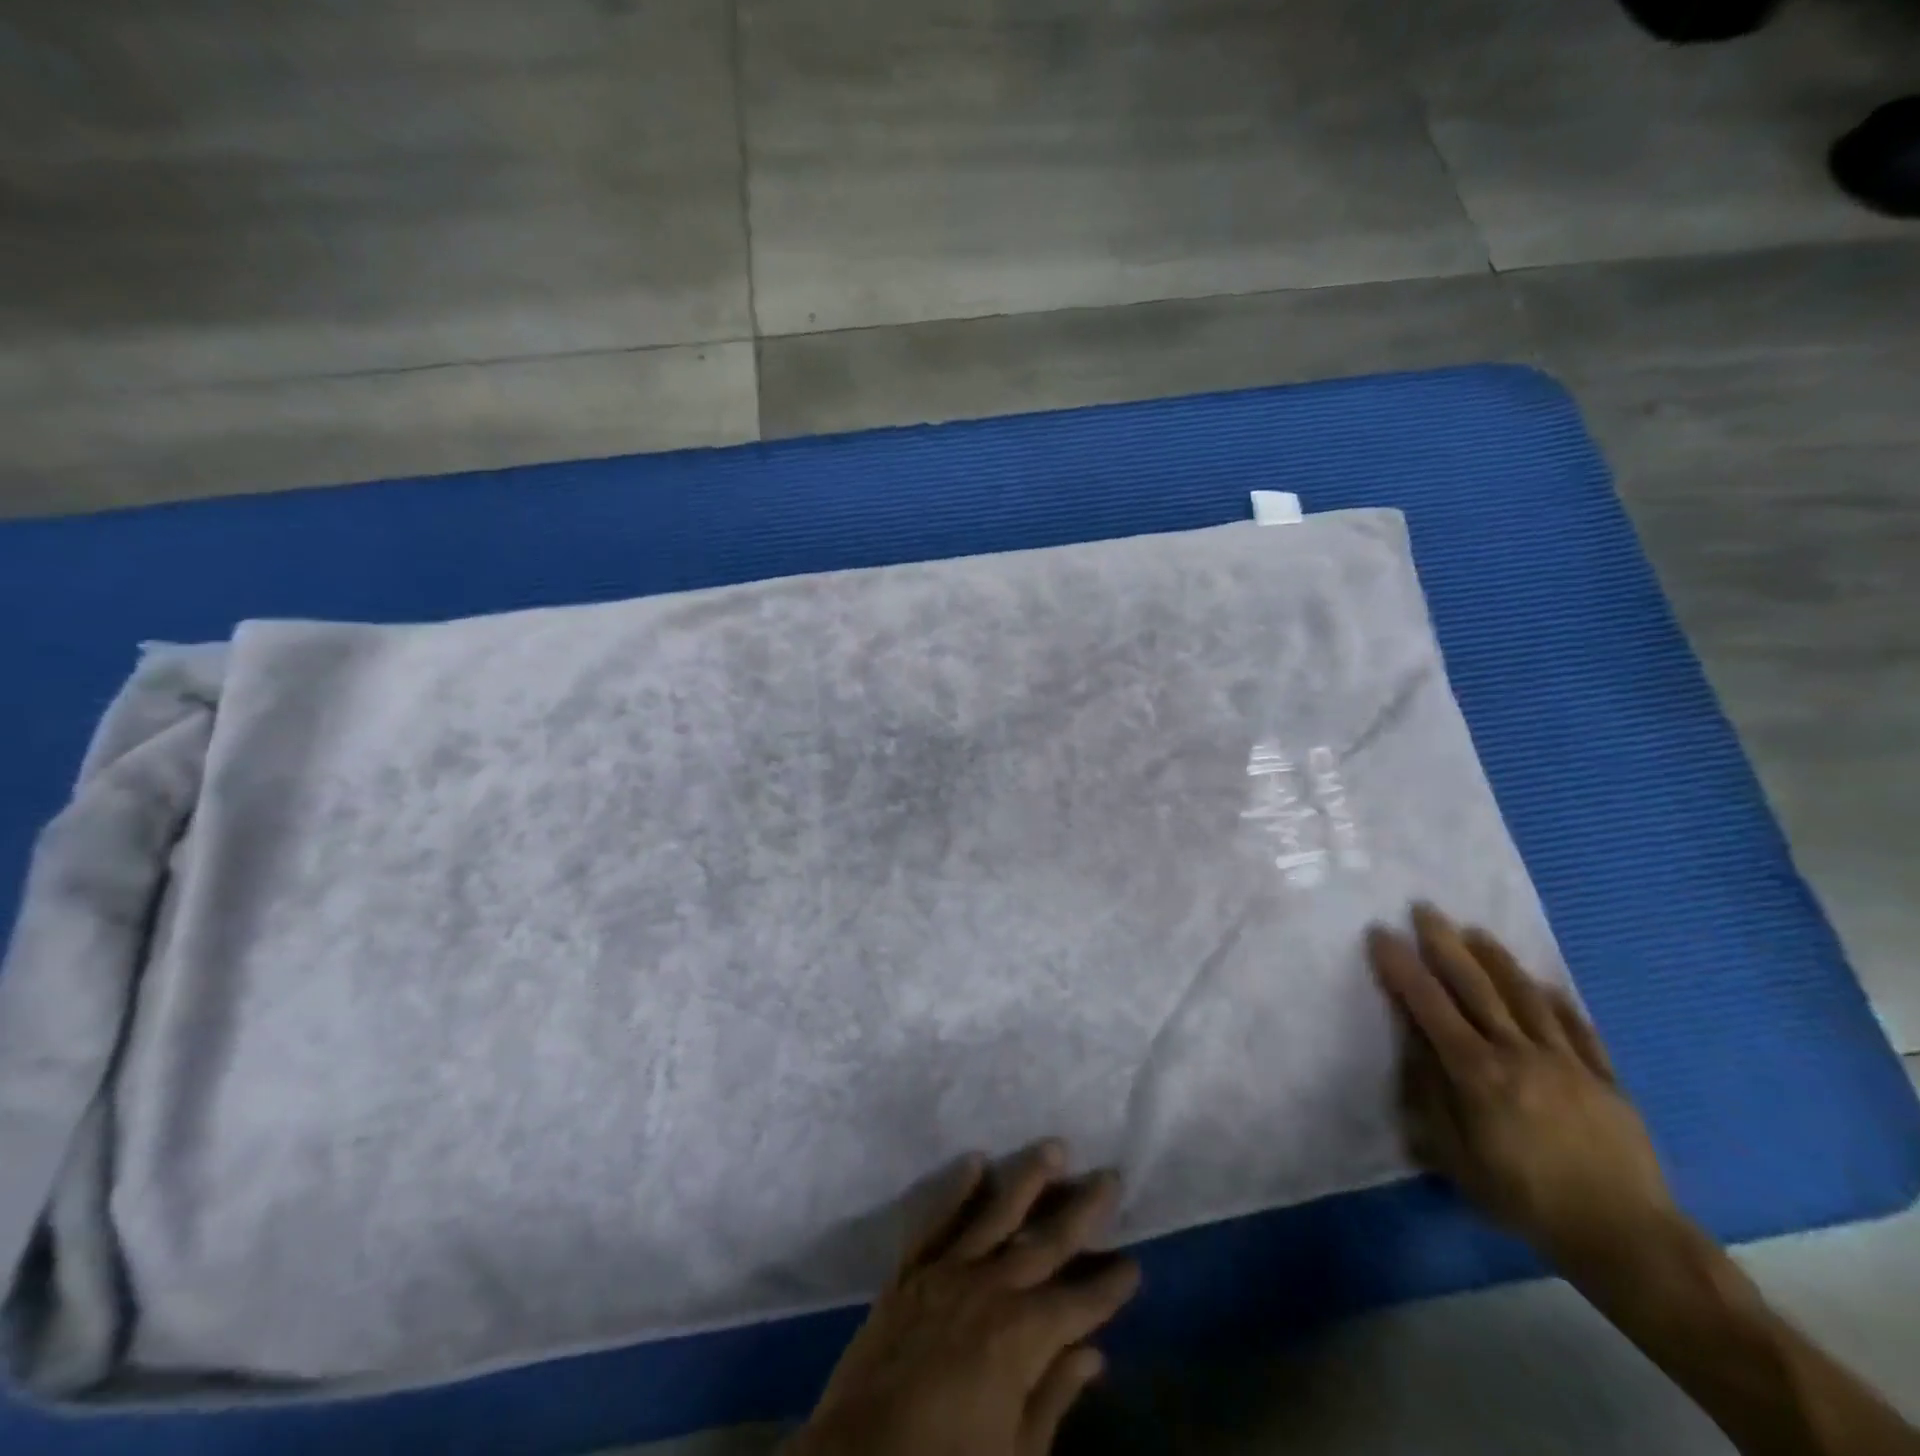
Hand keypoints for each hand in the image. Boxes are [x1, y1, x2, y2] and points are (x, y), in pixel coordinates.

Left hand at [788, 1139, 1140, 1455]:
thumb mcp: (1014, 1454)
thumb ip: (1054, 1397)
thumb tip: (1093, 1356)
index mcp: (1022, 1337)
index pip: (1079, 1303)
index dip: (1109, 1285)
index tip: (1134, 1263)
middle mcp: (991, 1289)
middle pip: (1046, 1242)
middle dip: (1082, 1210)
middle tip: (1109, 1176)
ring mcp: (947, 1272)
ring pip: (995, 1213)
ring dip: (1027, 1178)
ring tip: (1054, 1147)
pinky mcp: (910, 1270)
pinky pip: (936, 1219)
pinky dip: (955, 1188)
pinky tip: (975, 1160)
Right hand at [1368, 903, 1682, 1273]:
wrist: (1626, 1239)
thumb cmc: (1525, 1199)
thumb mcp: (1456, 1157)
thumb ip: (1431, 1095)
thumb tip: (1413, 1044)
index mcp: (1478, 1073)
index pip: (1430, 1005)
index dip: (1402, 967)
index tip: (1380, 933)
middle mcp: (1520, 1054)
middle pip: (1477, 987)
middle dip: (1445, 944)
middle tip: (1424, 909)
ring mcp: (1568, 1062)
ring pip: (1527, 997)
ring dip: (1497, 960)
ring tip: (1475, 931)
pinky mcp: (1605, 1078)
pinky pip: (1578, 1028)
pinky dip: (1558, 1000)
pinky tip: (1545, 983)